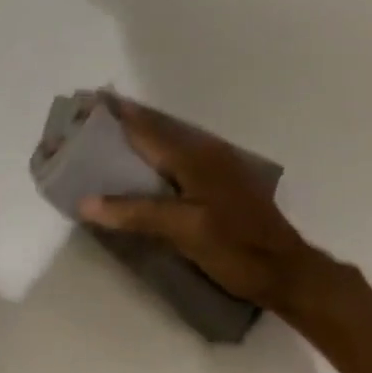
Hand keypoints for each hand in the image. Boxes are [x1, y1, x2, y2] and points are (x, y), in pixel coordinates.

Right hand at [79, 95, 325, 314]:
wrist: (286, 272)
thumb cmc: (235, 249)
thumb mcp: (183, 231)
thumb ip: (136, 213)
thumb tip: (85, 202)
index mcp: (194, 157)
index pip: (146, 127)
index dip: (116, 114)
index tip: (87, 101)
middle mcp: (206, 151)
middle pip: (158, 128)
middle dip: (124, 121)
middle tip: (90, 119)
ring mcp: (218, 166)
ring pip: (170, 141)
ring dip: (140, 136)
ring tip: (109, 137)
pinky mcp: (223, 182)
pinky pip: (181, 157)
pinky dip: (157, 154)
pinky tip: (145, 168)